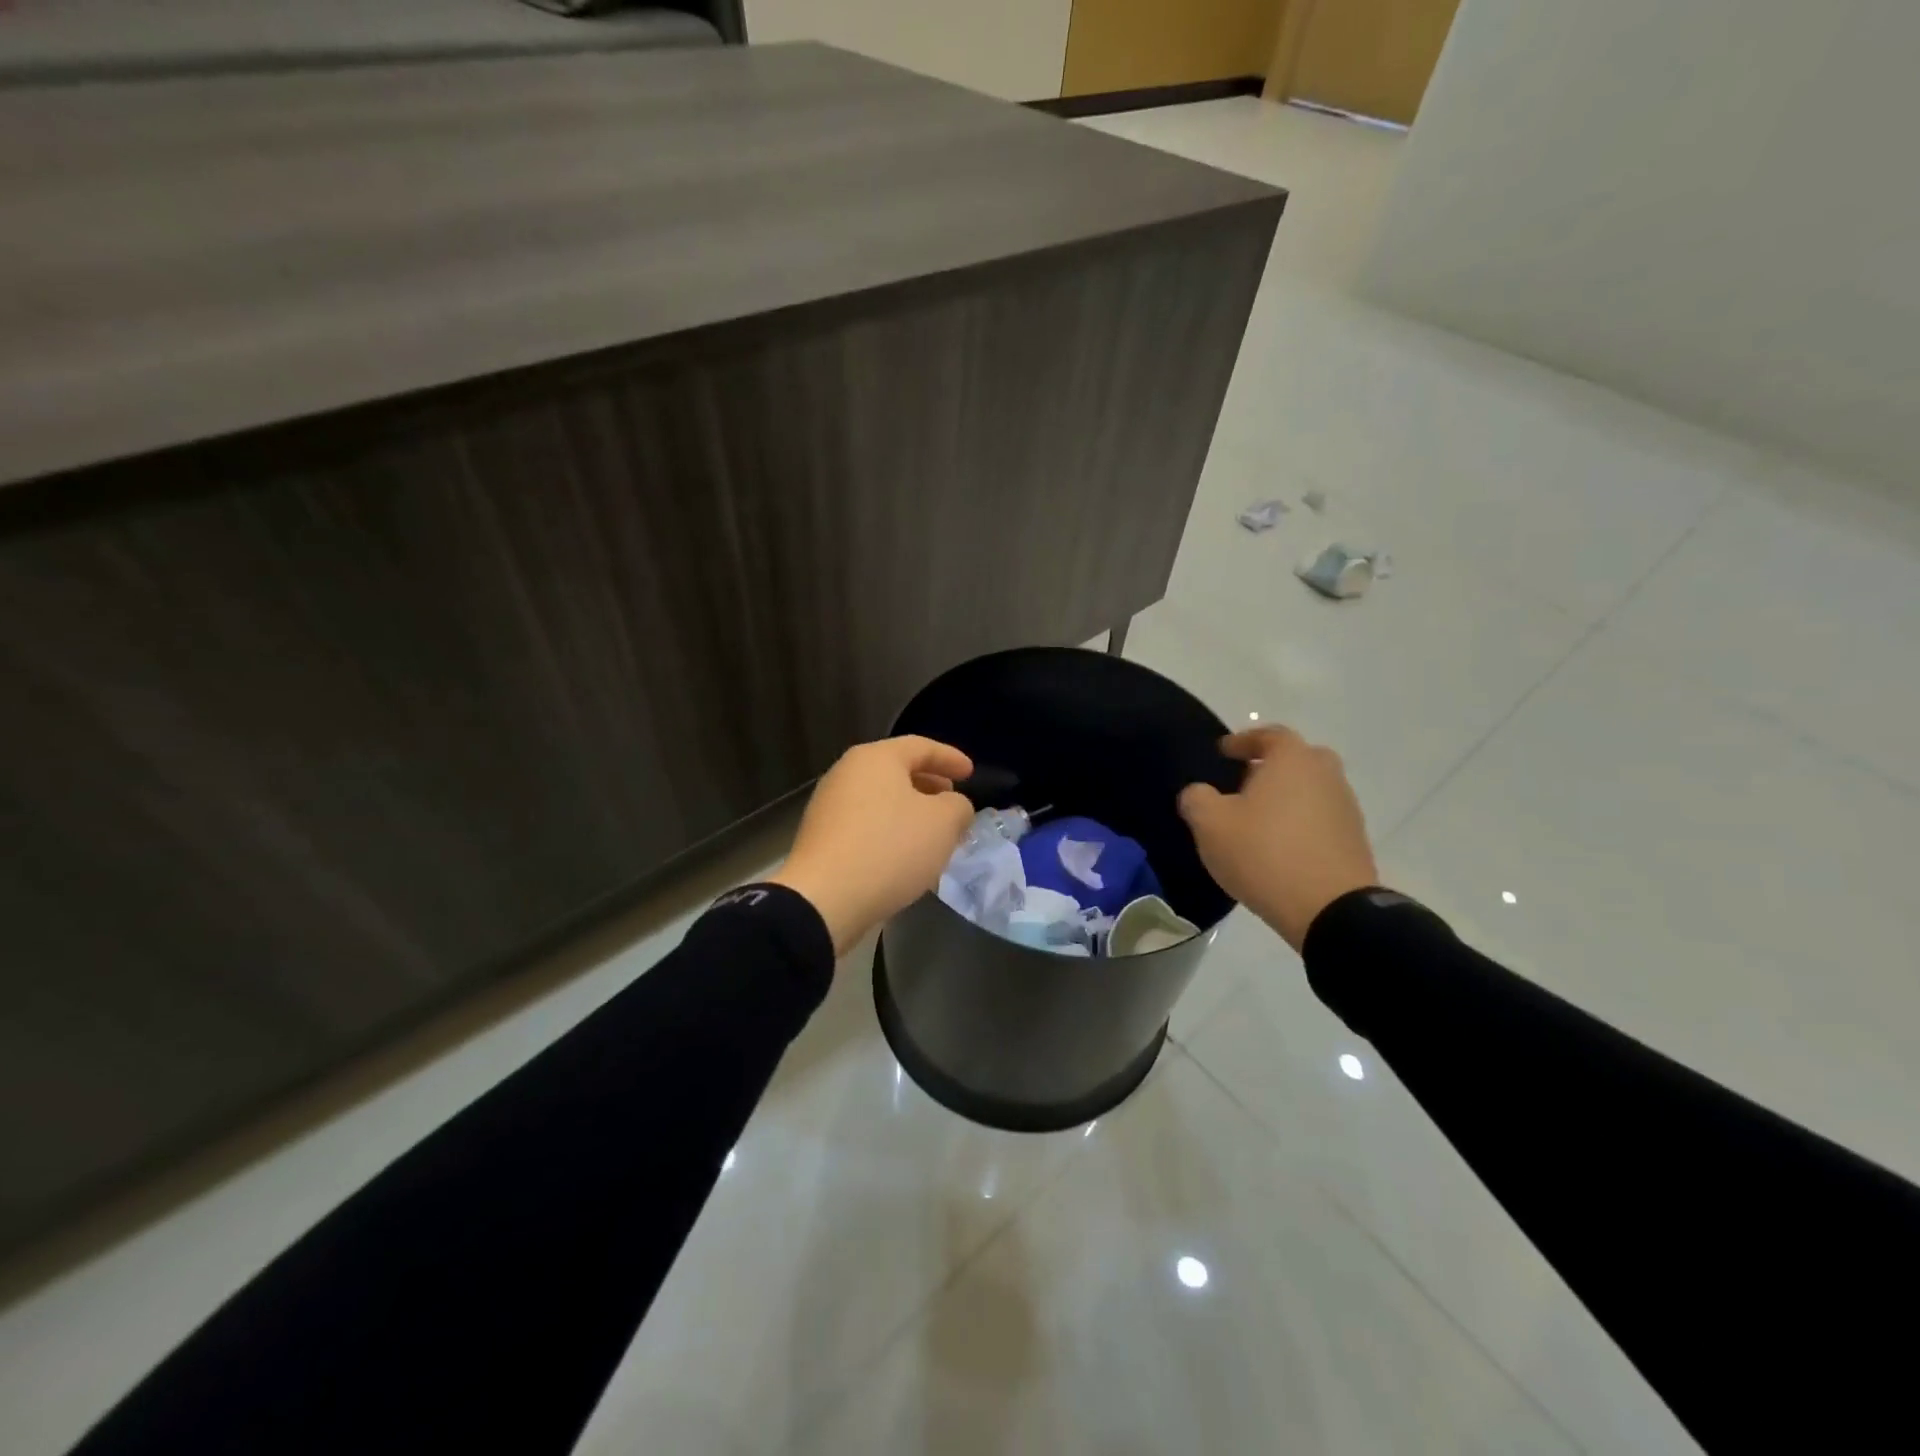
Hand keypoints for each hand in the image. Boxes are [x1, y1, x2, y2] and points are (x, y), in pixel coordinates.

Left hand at [767, 736, 975, 955]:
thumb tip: (952, 806)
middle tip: (952, 802)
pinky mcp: (822, 838)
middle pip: (897, 771)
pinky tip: (904, 855)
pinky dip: (890, 831)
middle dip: (930, 785)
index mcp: (875, 758)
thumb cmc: (890, 848)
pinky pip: (866, 825)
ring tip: (933, 833)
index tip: (971, 773)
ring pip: (881, 800)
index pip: (921, 747)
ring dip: (910, 812)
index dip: (950, 758)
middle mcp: (847, 773)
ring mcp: (829, 806)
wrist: (824, 900)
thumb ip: (958, 806)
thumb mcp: (943, 823)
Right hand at [1177, 726, 1377, 951]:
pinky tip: (1279, 846)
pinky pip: (1321, 819)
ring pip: (1311, 790)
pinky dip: (1300, 823)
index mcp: (1292, 759)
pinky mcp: (1354, 840)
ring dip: (1287, 797)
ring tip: (1258, 821)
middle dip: (1270, 767)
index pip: (1269, 735)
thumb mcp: (1210, 824)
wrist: (1330, 910)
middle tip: (1243, 784)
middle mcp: (1326, 774)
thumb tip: (1199, 793)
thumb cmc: (1264, 853)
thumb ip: (1197, 798)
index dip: (1243, 741)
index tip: (1223, 752)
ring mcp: (1346, 808)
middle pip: (1297, 759)